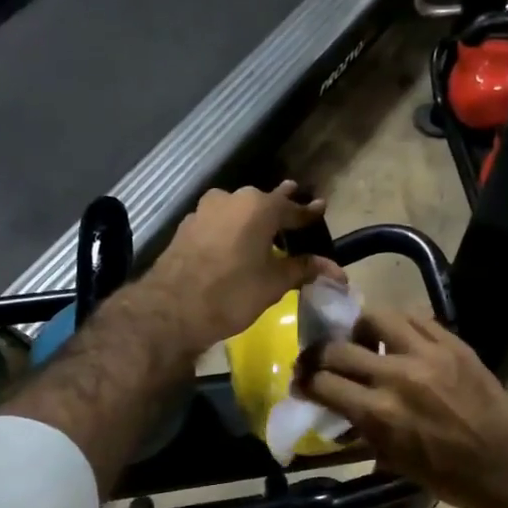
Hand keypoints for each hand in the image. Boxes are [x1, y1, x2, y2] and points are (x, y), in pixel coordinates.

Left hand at [141, 183, 332, 353]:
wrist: (171, 309)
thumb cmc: (232, 293)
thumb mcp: (274, 283)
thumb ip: (303, 269)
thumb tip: (336, 270)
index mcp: (258, 206)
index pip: (292, 208)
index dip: (309, 213)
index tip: (321, 208)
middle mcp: (231, 198)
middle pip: (263, 203)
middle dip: (280, 210)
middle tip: (294, 215)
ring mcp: (204, 210)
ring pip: (237, 211)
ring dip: (253, 220)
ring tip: (265, 232)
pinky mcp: (186, 227)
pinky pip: (218, 223)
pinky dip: (231, 230)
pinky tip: (235, 245)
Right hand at [297, 310, 507, 507]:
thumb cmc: (448, 476)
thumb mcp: (393, 460)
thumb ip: (361, 429)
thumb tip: (336, 409)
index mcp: (380, 413)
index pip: (323, 383)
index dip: (305, 382)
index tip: (302, 383)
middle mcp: (397, 376)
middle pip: (338, 348)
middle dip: (319, 355)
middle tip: (320, 361)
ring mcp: (428, 353)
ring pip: (375, 317)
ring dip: (359, 329)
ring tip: (362, 341)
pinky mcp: (453, 342)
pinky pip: (414, 318)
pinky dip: (397, 326)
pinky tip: (396, 338)